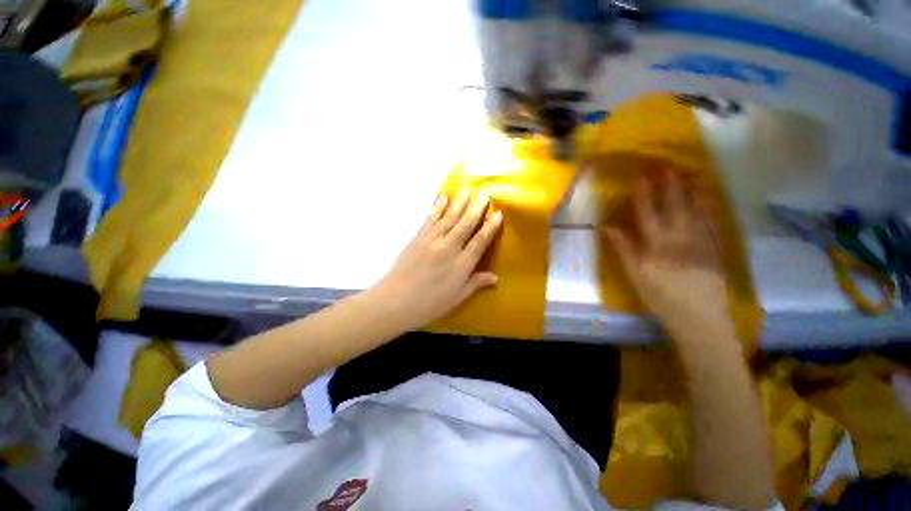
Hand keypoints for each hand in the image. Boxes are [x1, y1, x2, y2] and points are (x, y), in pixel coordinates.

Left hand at [372, 190, 502, 330]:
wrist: (396, 300)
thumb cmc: (430, 303)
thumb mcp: (457, 297)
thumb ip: (476, 284)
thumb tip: (496, 278)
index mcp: (461, 264)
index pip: (480, 242)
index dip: (490, 228)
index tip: (499, 214)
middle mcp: (449, 248)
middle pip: (465, 224)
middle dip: (476, 208)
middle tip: (485, 193)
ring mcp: (432, 240)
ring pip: (449, 218)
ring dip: (459, 203)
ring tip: (466, 189)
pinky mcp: (418, 238)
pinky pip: (431, 219)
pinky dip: (438, 207)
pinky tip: (443, 198)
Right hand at [605, 172, 730, 334]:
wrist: (700, 318)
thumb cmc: (661, 298)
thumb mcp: (636, 276)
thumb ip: (624, 250)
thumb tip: (608, 228)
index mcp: (657, 247)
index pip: (648, 215)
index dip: (643, 196)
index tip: (641, 178)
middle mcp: (681, 240)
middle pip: (674, 208)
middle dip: (670, 186)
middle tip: (668, 167)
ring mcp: (701, 243)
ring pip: (696, 212)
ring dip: (692, 192)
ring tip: (690, 175)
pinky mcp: (715, 249)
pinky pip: (712, 223)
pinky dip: (709, 208)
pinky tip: (707, 198)